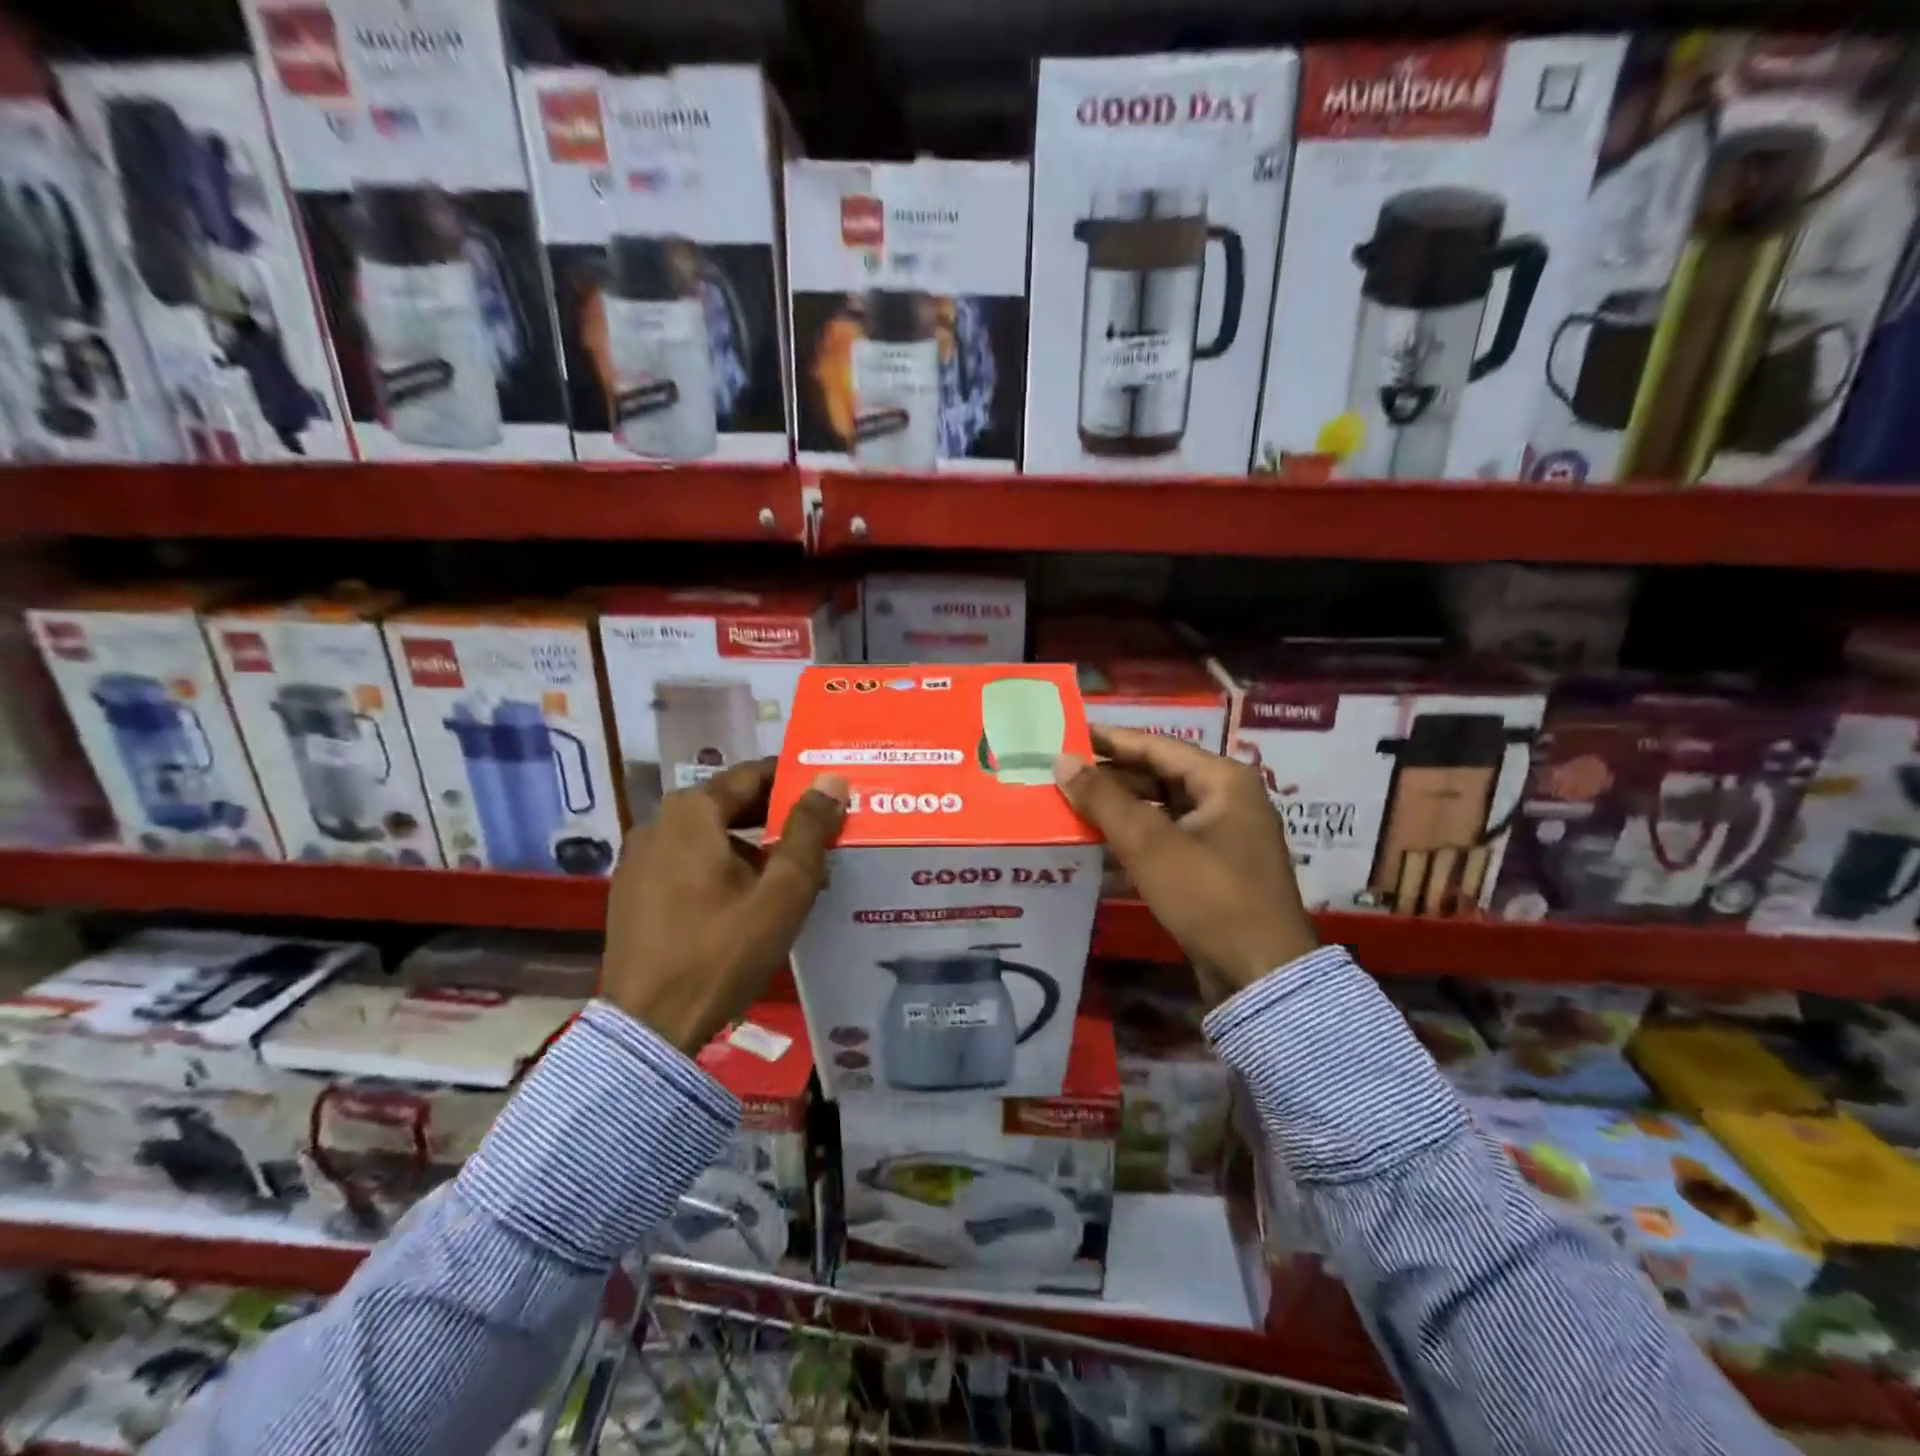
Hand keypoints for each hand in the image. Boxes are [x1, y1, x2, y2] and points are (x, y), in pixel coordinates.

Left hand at [601, 760, 847, 1051]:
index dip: (795, 780)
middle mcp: (657, 823)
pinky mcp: (632, 891)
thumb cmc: (722, 952)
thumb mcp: (782, 892)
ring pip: (708, 835)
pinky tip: (746, 899)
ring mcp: (638, 858)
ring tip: (789, 872)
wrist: (648, 1027)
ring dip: (750, 845)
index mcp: (691, 812)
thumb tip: (831, 779)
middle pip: (729, 804)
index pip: (753, 775)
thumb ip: (809, 830)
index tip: (829, 792)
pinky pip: (686, 862)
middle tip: (819, 832)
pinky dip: (720, 867)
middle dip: (776, 816)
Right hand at [1053, 726, 1316, 1004]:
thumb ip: (1103, 799)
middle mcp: (1227, 800)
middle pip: (1158, 777)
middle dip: (1110, 779)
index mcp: (1223, 780)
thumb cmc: (1209, 896)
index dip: (1109, 740)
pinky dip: (1133, 842)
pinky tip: (1095, 849)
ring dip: (1117, 812)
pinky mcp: (1213, 871)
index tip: (1067, 735)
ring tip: (1069, 809)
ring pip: (1159, 812)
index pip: (1156, 745)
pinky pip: (1166, 842)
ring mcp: (1222, 837)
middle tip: (1061, 776)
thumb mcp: (1150, 843)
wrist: (1260, 976)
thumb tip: (1062, 760)